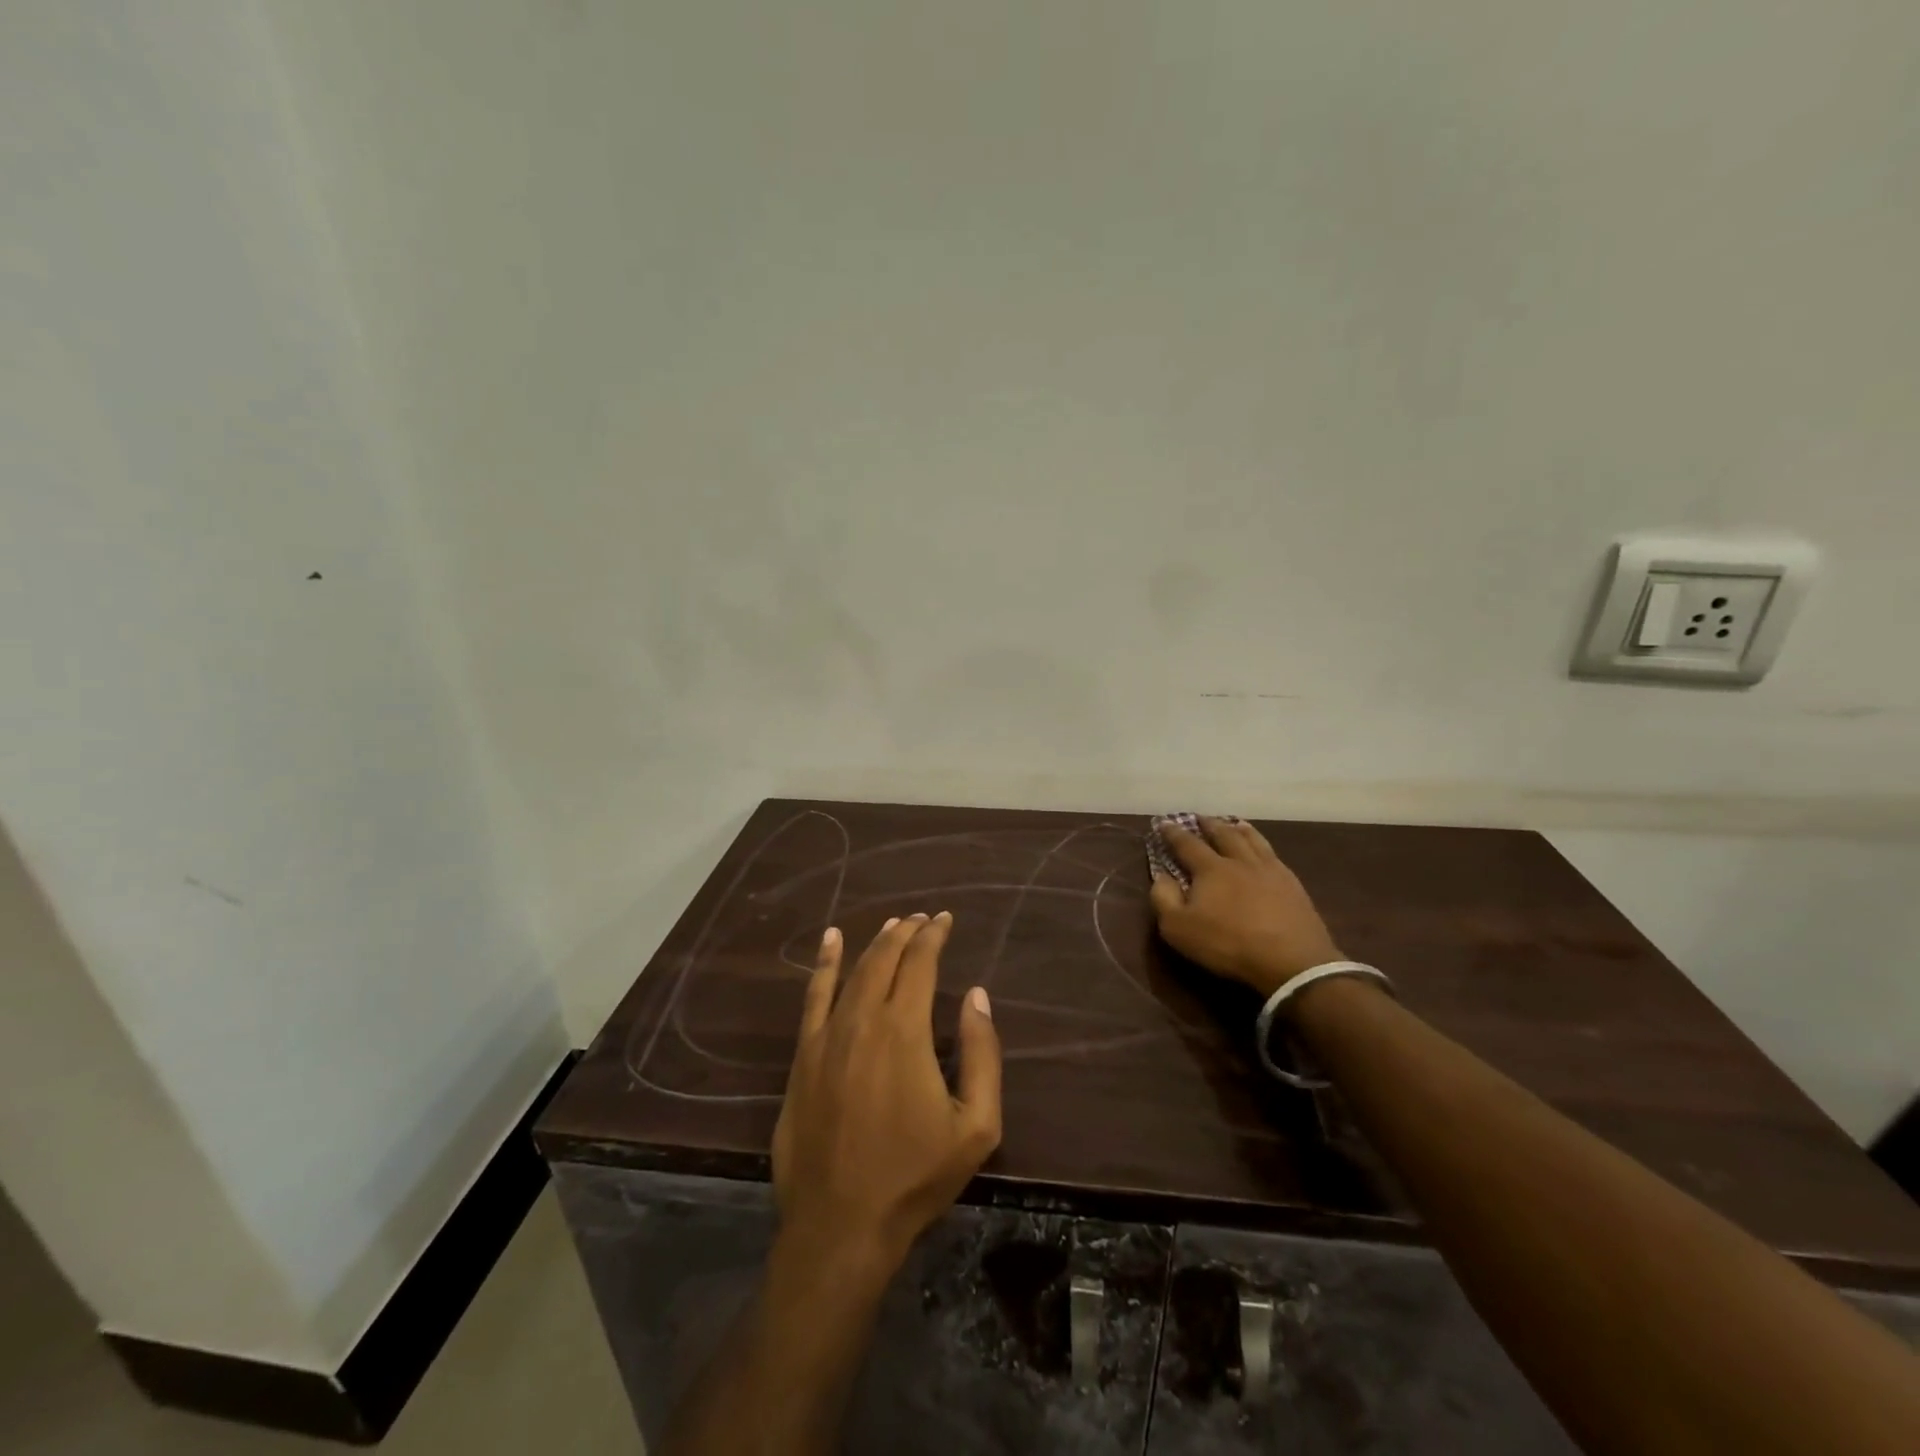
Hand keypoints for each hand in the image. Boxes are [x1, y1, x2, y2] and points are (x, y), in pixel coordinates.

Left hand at [772, 914, 1002, 1269]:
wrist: (841, 1225)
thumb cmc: (915, 1176)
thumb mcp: (976, 1125)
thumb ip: (981, 1054)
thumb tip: (976, 995)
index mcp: (904, 1030)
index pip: (920, 963)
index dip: (934, 936)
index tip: (946, 920)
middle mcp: (862, 1019)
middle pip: (885, 958)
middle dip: (907, 932)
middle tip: (924, 919)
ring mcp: (827, 1035)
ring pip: (853, 971)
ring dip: (875, 943)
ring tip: (893, 925)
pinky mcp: (803, 1055)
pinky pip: (813, 996)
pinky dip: (824, 963)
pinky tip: (831, 941)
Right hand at [1147, 816, 1343, 996]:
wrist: (1291, 960)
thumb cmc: (1228, 944)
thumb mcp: (1179, 928)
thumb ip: (1164, 899)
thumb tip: (1161, 876)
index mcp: (1211, 869)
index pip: (1188, 844)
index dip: (1174, 833)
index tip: (1164, 823)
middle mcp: (1240, 861)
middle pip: (1223, 834)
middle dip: (1208, 824)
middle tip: (1200, 817)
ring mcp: (1270, 870)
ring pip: (1252, 840)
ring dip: (1239, 829)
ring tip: (1234, 823)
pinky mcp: (1292, 884)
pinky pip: (1274, 854)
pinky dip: (1263, 844)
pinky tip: (1265, 850)